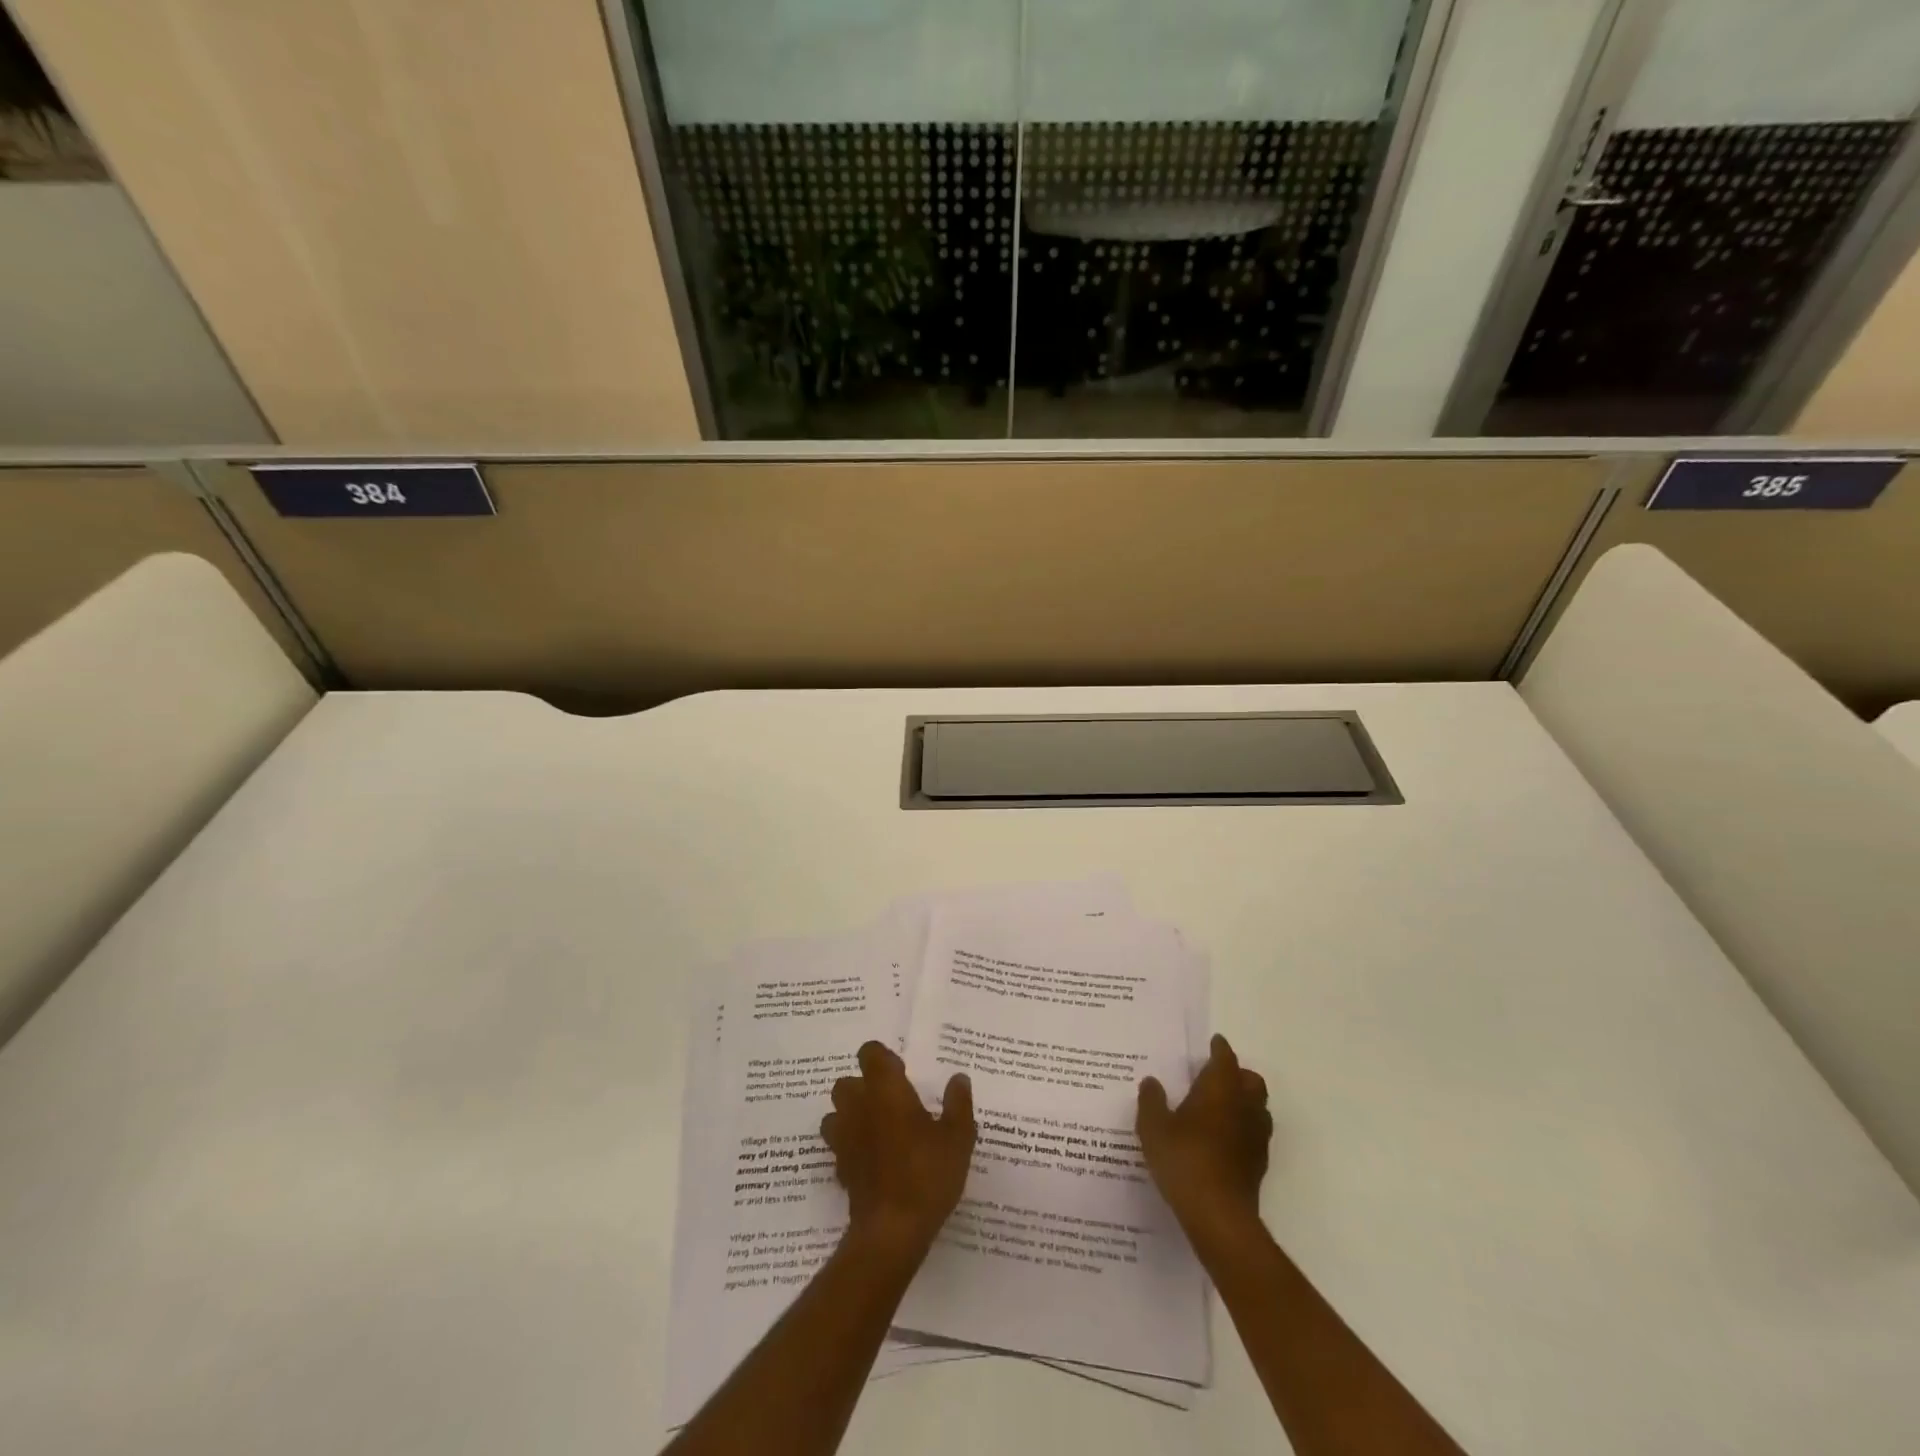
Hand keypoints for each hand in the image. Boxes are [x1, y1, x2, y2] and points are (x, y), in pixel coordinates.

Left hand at [821, 1042, 975, 1259]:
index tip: (902, 1074)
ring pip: (836, 1114)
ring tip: (879, 1130)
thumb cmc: (927, 1174)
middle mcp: (858, 1107)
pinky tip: (874, 1161)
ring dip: (852, 1116)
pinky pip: (839, 1146)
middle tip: (893, 1103)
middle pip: (847, 1083)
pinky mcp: (840, 1169)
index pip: (870, 1053)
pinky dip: (852, 1147)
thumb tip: (958, 1079)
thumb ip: (958, 1103)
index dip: (883, 1059)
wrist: (892, 1231)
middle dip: (864, 1087)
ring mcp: (844, 1139)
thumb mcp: (958, 1138)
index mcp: (885, 1090)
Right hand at [1137, 1034, 1272, 1249]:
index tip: (1214, 1042)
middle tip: (1216, 1076)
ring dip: (1244, 1102)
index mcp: (1220, 1090)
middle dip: (1238, 1074)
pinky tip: (1223, 1140)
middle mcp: (1244, 1107)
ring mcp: (1255, 1137)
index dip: (1220, 1049)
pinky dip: (1243, 1129)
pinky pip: (1255, 1134)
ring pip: (1258, 1108)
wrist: (1218, 1216)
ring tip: (1220, 1108)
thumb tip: (1152, 1082)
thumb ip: (1151, 1101)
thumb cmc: (1184, 1160)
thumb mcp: (1153, 1127)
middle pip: (1251, 1081)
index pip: (1225, 1059)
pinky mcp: (1258, 1164)